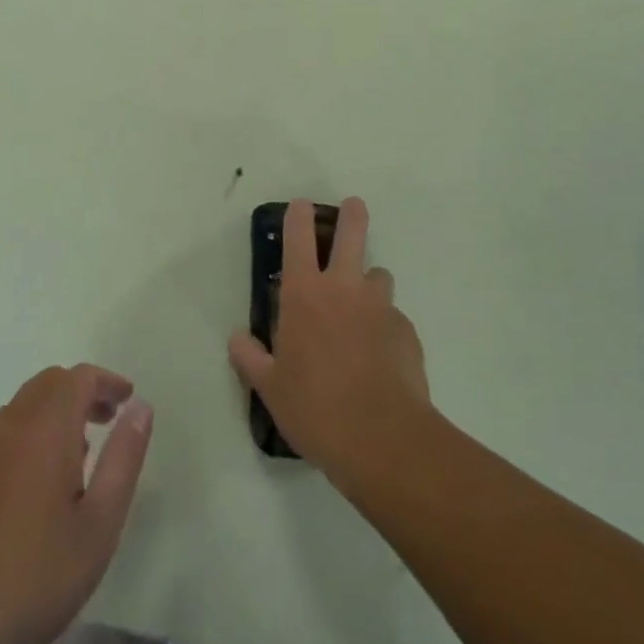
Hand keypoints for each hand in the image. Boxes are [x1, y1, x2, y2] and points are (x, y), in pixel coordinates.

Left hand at [0, 364, 153, 643]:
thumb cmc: (31, 580)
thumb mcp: (99, 527)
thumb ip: (123, 459)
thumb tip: (139, 408)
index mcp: (44, 430)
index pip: (78, 378)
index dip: (106, 381)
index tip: (125, 399)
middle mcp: (3, 427)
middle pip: (44, 386)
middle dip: (78, 395)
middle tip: (102, 423)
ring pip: (14, 415)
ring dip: (45, 422)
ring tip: (65, 467)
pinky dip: (13, 448)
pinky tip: (16, 498)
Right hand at [229, 197, 430, 488]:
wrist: (382, 439)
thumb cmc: (315, 408)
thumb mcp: (270, 388)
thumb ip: (250, 358)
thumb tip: (236, 339)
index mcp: (304, 295)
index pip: (298, 238)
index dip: (299, 215)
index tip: (301, 205)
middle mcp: (344, 289)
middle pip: (352, 233)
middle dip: (352, 215)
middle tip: (353, 207)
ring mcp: (380, 307)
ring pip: (379, 275)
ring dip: (370, 282)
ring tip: (363, 307)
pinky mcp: (407, 331)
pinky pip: (394, 317)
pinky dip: (386, 326)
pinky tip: (381, 355)